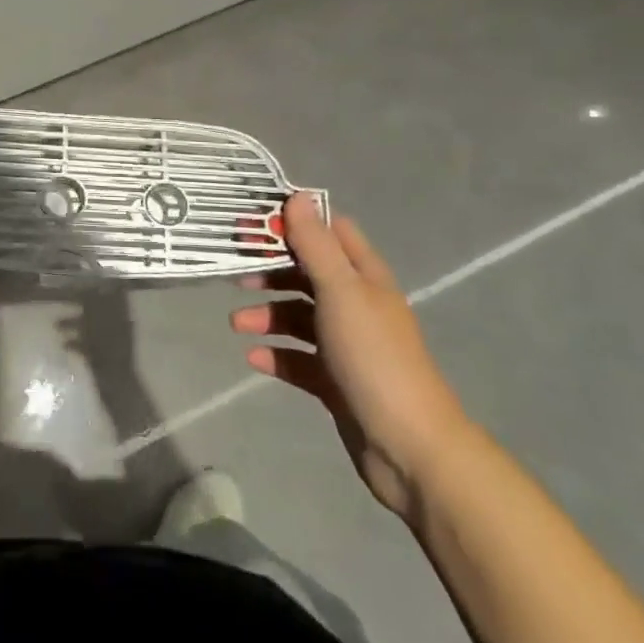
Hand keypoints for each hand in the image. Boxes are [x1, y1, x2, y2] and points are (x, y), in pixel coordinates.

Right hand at [232, 195, 472, 523]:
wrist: (409, 447)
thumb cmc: (373, 356)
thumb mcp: (340, 291)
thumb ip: (315, 244)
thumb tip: (298, 195)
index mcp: (363, 277)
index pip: (329, 232)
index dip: (293, 223)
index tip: (254, 223)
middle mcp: (356, 304)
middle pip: (307, 273)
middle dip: (271, 271)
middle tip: (234, 272)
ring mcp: (346, 344)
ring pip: (298, 316)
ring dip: (267, 315)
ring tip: (237, 324)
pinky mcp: (335, 380)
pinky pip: (298, 358)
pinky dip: (276, 354)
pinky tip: (254, 358)